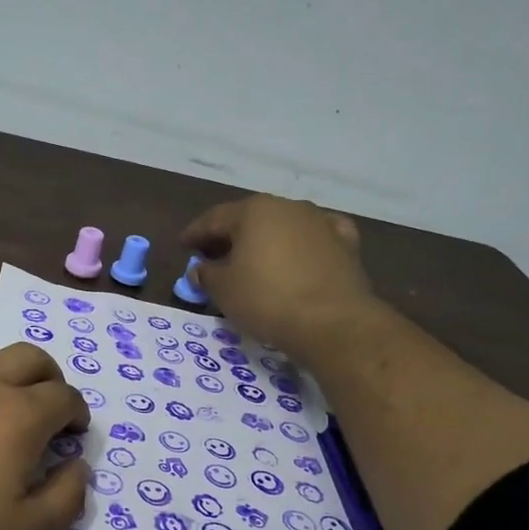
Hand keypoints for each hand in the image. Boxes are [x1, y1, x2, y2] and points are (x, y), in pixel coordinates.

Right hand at [181, 194, 375, 363]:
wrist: (332, 322)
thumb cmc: (266, 299)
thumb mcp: (223, 290)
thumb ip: (207, 274)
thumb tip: (201, 268)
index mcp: (253, 211)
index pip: (214, 219)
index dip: (195, 233)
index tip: (183, 246)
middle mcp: (288, 207)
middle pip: (250, 219)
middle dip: (229, 237)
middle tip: (213, 256)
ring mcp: (321, 223)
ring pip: (283, 227)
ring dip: (265, 241)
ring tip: (252, 262)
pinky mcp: (345, 244)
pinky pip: (315, 239)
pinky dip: (301, 246)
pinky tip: (298, 257)